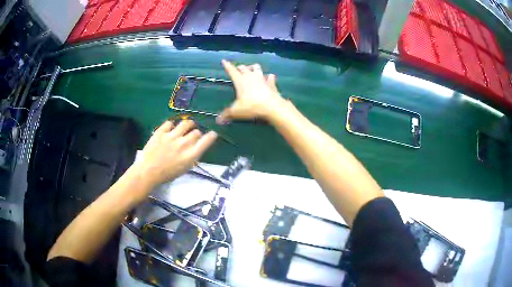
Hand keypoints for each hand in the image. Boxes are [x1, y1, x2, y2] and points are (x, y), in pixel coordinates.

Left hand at [133, 120, 216, 188]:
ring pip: (185, 123)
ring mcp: (171, 136)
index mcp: (190, 155)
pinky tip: (171, 128)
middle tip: (193, 135)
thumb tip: (195, 148)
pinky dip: (172, 125)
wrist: (148, 172)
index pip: (206, 141)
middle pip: (196, 132)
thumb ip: (191, 157)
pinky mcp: (161, 132)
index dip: (211, 136)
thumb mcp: (183, 169)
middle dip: (197, 133)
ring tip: (187, 126)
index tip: (212, 134)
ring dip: (188, 125)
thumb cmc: (167, 174)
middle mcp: (183, 144)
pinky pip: (170, 123)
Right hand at [217, 60, 285, 123]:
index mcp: (240, 80)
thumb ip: (227, 114)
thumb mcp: (236, 111)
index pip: (231, 71)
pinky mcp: (271, 83)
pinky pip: (270, 77)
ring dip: (254, 68)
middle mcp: (250, 76)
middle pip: (244, 68)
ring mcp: (262, 78)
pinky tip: (269, 78)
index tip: (224, 61)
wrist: (271, 106)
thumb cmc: (251, 106)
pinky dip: (269, 77)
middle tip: (238, 69)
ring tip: (252, 70)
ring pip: (257, 68)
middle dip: (240, 67)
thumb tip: (218, 121)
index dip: (227, 65)